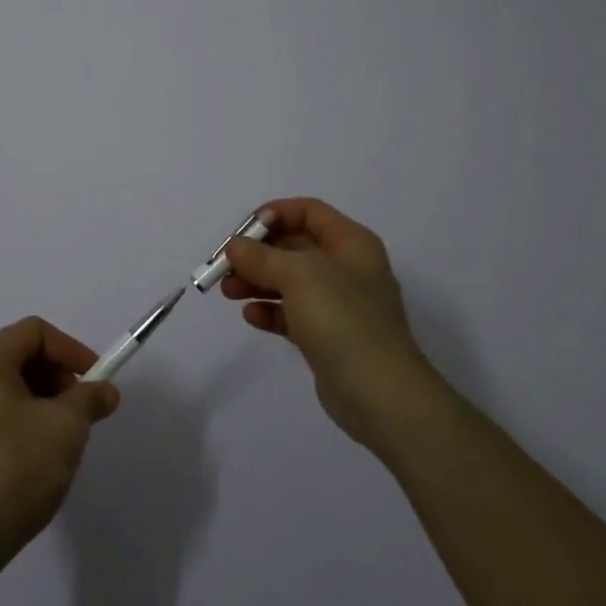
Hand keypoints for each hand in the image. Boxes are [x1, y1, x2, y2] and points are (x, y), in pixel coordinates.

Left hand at [0, 317, 119, 581]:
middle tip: (80, 408)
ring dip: (43, 399)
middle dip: (57, 375)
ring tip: (63, 435)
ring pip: (9, 386)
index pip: (34, 331)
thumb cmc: (15, 470)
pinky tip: (38, 455)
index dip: (70, 349)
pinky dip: (23, 418)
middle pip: (20, 354)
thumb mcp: (66, 428)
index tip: (94, 380)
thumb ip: (90, 398)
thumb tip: (105, 391)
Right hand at [222, 197, 437, 449]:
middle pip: (294, 246)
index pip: (308, 211)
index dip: (274, 214)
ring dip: (257, 282)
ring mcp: (339, 304)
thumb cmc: (343, 319)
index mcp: (350, 243)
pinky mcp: (328, 336)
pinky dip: (270, 311)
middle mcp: (347, 268)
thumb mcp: (299, 275)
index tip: (241, 232)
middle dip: (257, 253)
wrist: (380, 394)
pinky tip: (251, 316)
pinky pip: (292, 313)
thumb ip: (262, 256)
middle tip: (225, 265)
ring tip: (228, 292)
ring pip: (289, 281)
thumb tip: (235, 246)